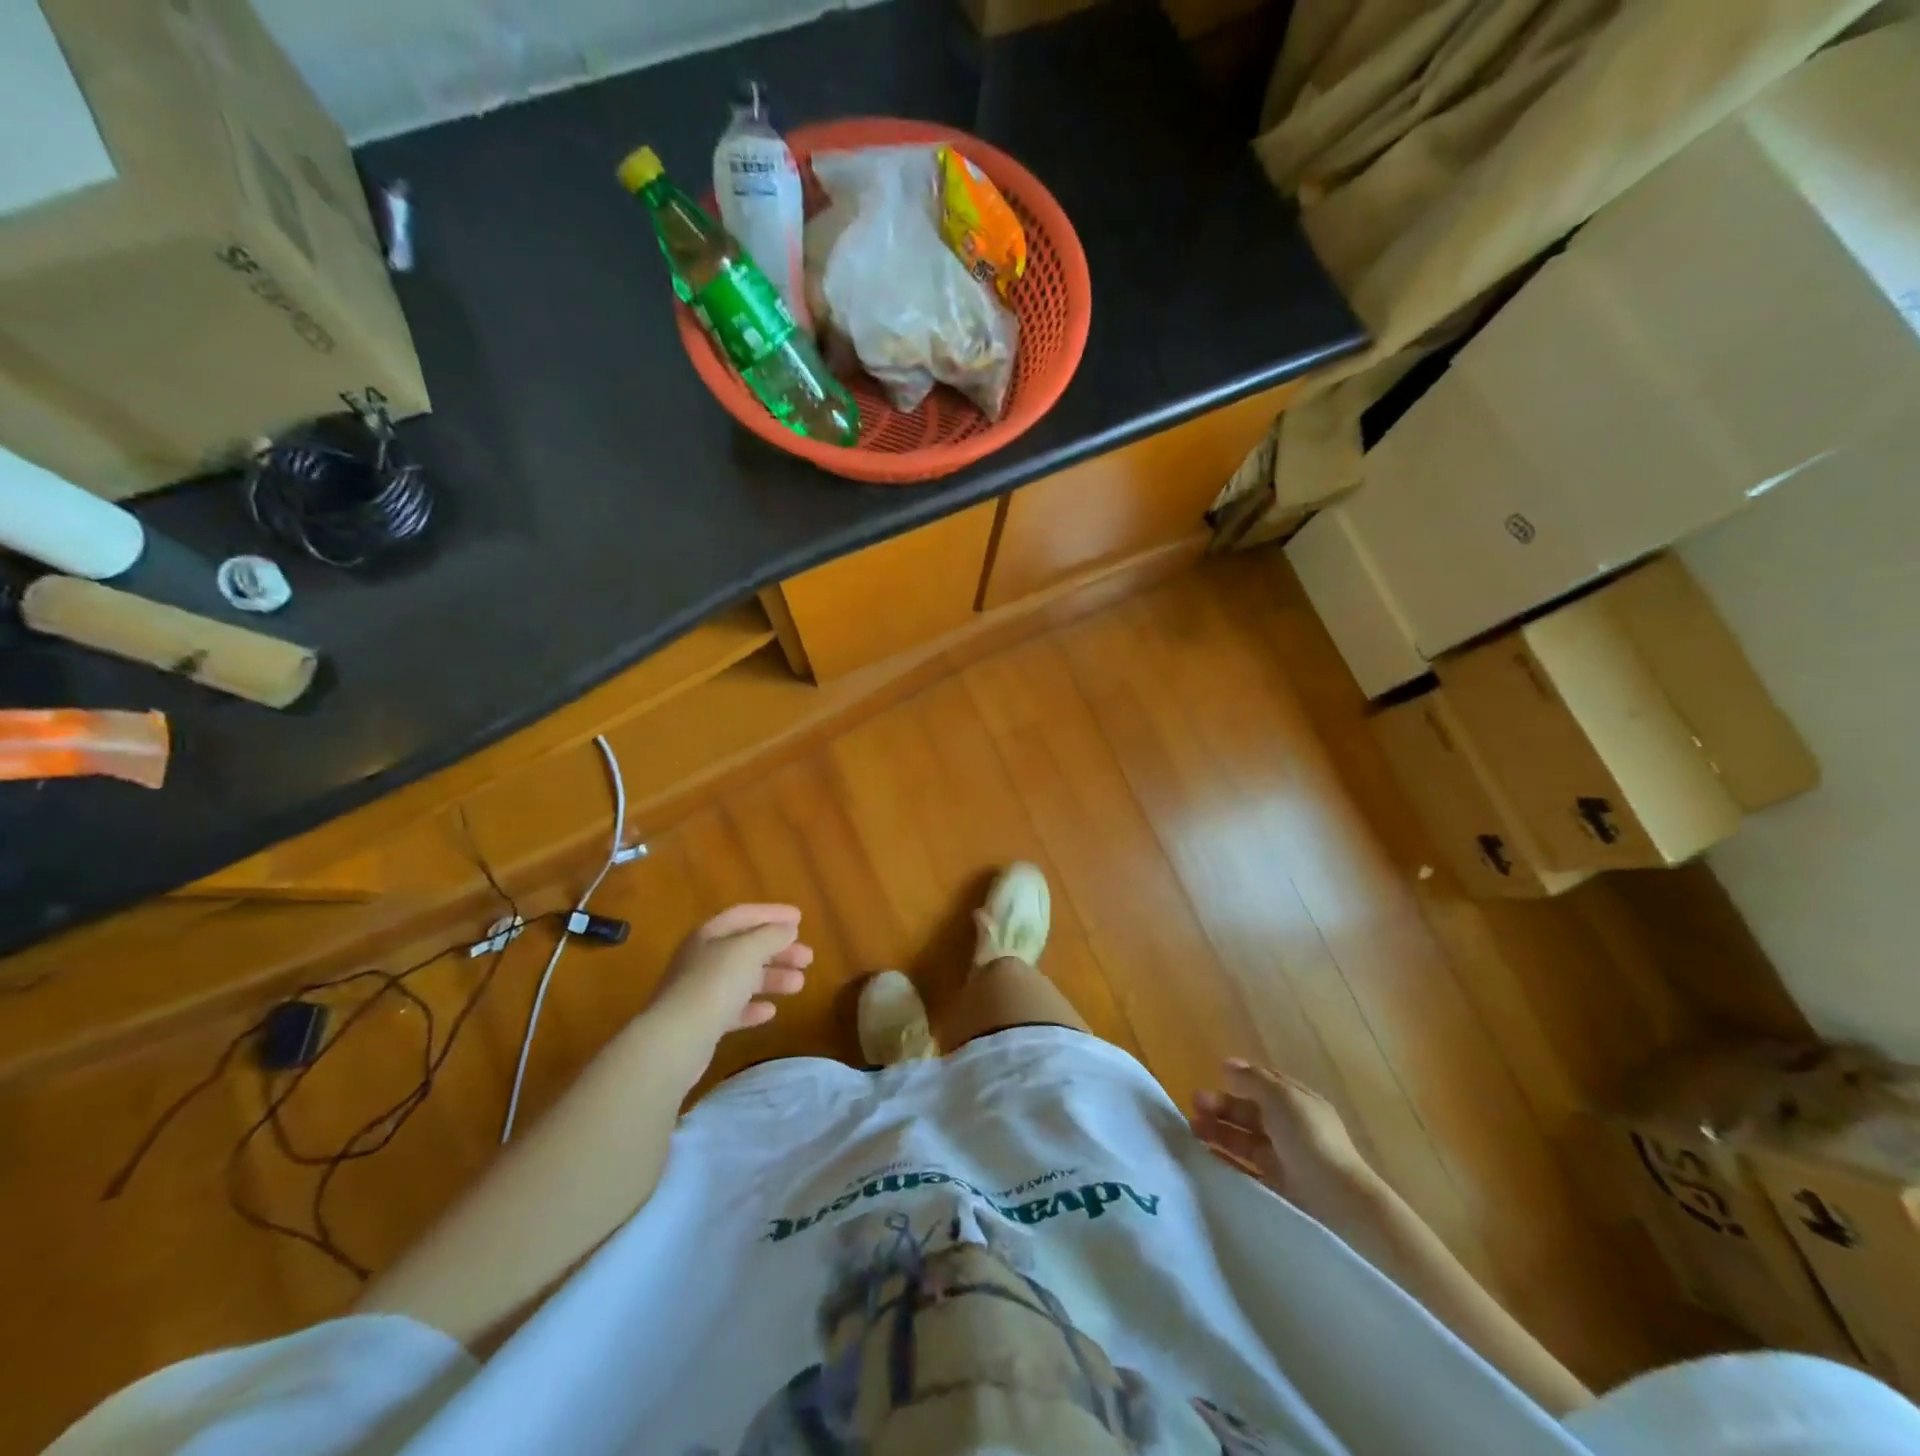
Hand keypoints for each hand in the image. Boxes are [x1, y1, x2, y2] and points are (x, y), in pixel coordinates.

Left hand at [644, 905, 812, 1077]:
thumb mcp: (748, 950)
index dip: (772, 914)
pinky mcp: (702, 1023)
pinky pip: (733, 1008)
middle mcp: (702, 959)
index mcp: (709, 935)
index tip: (800, 918)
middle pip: (746, 948)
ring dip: (772, 978)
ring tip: (799, 985)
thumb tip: (788, 928)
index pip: (744, 915)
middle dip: (779, 950)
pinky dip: (753, 1007)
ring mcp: (700, 992)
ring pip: (743, 978)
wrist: (676, 1040)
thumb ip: (771, 935)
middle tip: (808, 958)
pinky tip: (770, 1012)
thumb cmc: (715, 984)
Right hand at [1192, 1060, 1379, 1223]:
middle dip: (1222, 1105)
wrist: (1337, 1201)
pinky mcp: (1277, 1184)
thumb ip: (1252, 1080)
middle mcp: (1291, 1127)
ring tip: (1191, 1129)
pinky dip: (1226, 1158)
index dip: (1241, 1078)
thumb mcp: (1281, 1098)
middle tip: (1194, 1103)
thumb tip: (1227, 1065)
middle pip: (1250, 1111)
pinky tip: (1206, 1155)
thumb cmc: (1309, 1139)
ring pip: (1245, 1138)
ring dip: (1219, 1130)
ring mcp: (1285, 1157)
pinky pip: (1246, 1166)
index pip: (1266, 1084)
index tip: (1214, 1075)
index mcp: (1297, 1101)